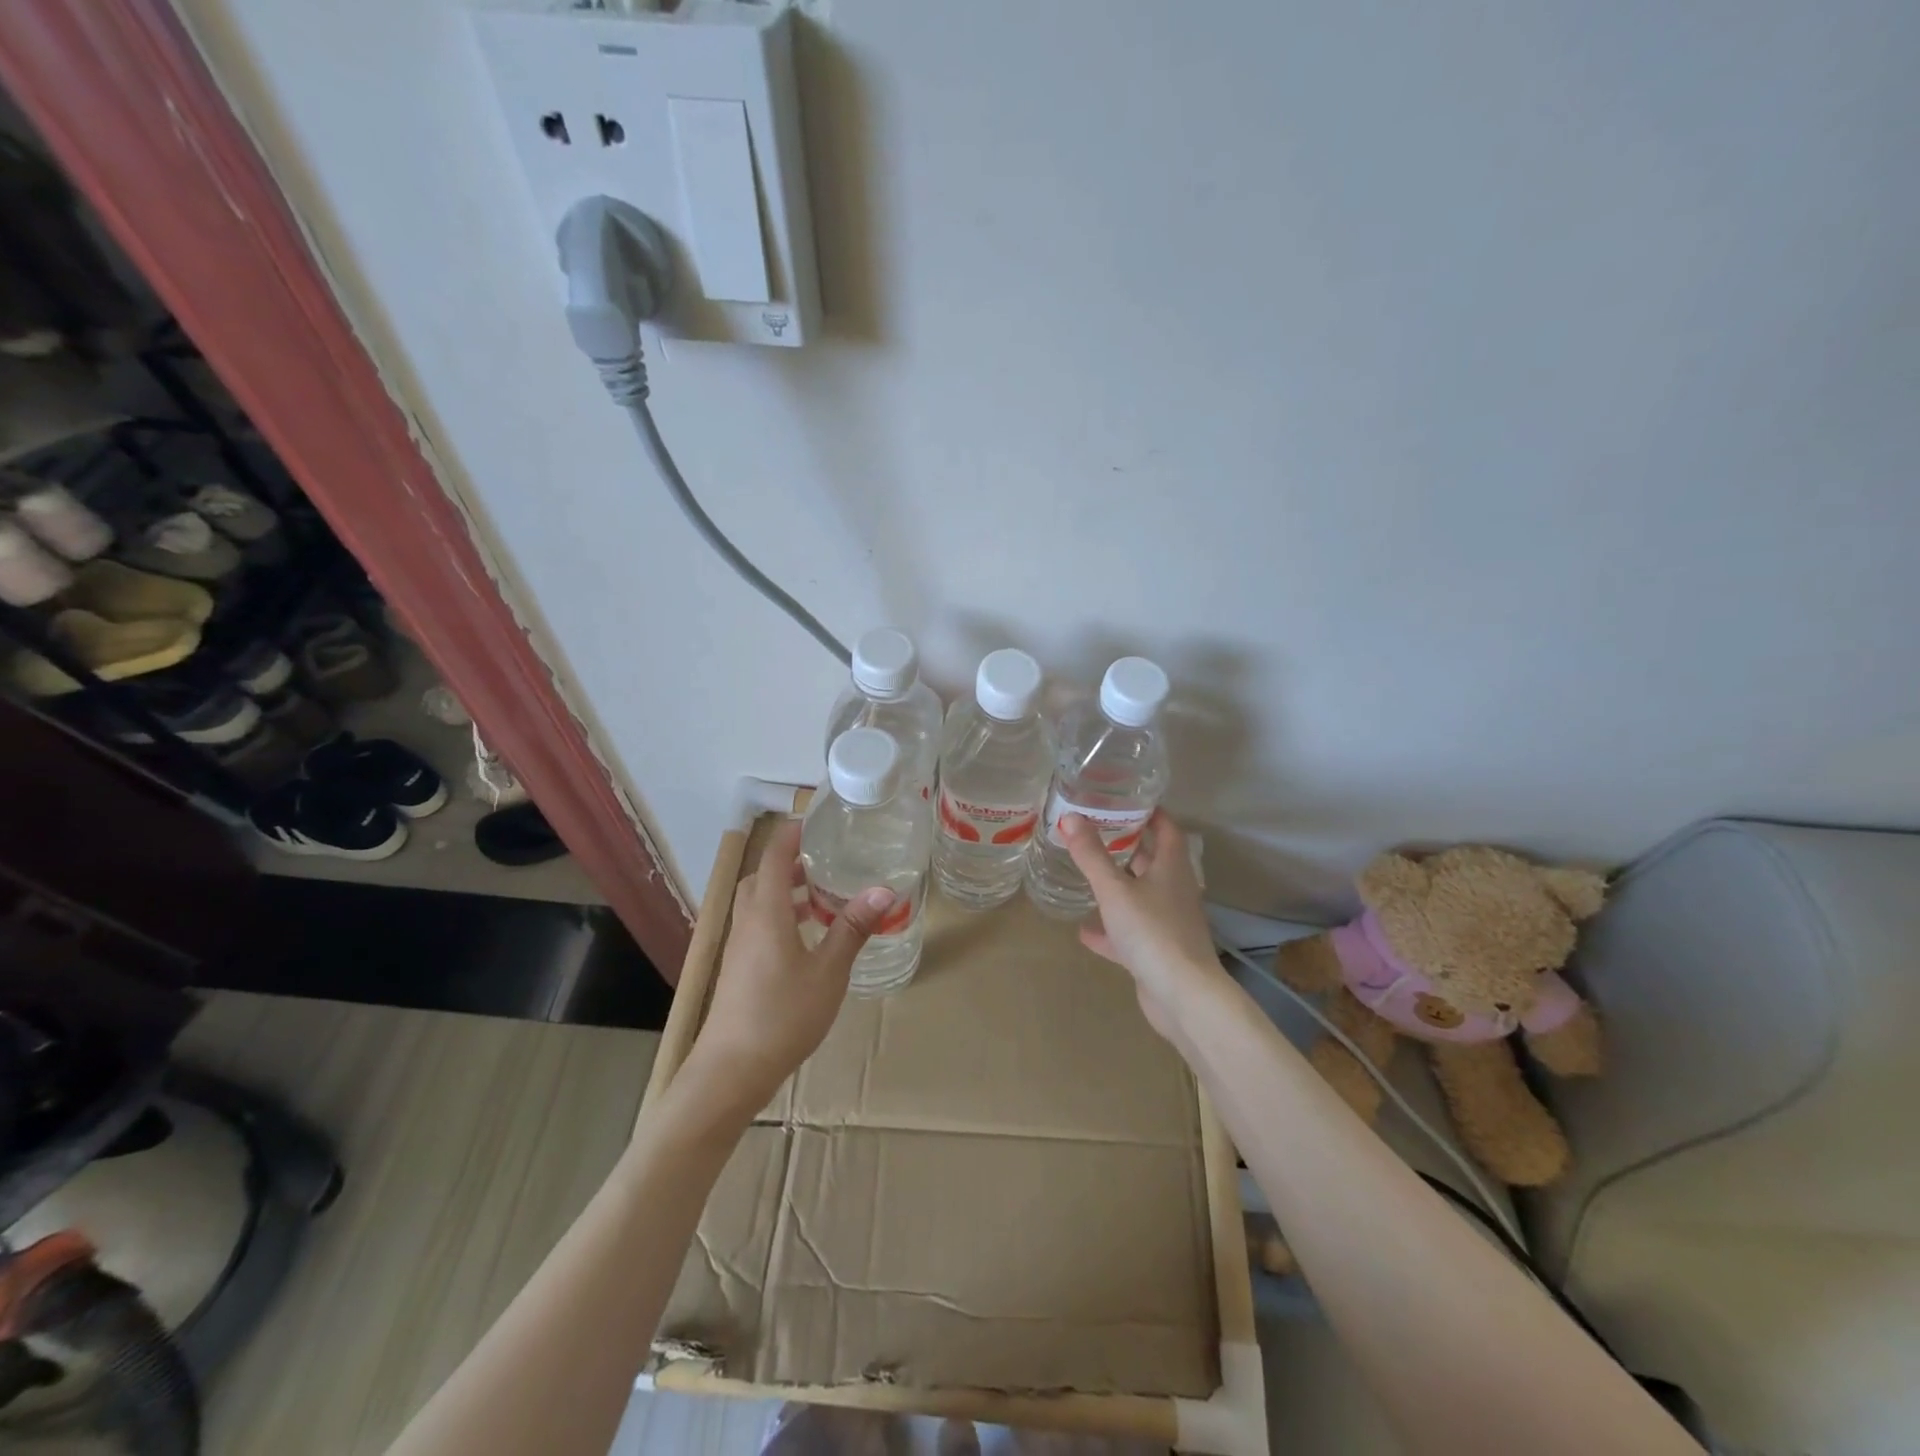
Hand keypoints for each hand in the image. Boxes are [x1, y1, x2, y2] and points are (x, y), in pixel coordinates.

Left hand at [687, 821, 895, 1108]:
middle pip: (761, 876)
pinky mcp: (738, 968)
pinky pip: (758, 925)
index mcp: (765, 911)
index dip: (793, 833)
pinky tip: (808, 938)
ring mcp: (739, 946)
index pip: (773, 855)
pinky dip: (780, 916)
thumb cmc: (783, 1015)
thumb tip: (884, 890)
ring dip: (784, 890)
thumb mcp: (829, 971)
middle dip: (790, 862)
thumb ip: (852, 928)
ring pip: (758, 902)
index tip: (819, 821)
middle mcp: (747, 921)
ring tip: (822, 895)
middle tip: (826, 859)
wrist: (731, 1070)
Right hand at [1062, 810, 1229, 1040]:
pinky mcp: (1158, 952)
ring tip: (1087, 874)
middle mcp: (1174, 891)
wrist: (1182, 996)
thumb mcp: (1115, 889)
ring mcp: (1168, 923)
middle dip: (1127, 846)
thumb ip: (1091, 855)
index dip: (1149, 812)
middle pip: (1152, 861)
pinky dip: (1110, 930)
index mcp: (1172, 868)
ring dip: (1118, 887)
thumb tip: (1069, 817)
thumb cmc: (1152, 932)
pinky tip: (1085, 931)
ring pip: (1141, 896)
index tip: (1124, 799)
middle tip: (1094, 831)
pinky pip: (1130, 933)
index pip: (1166, 828)